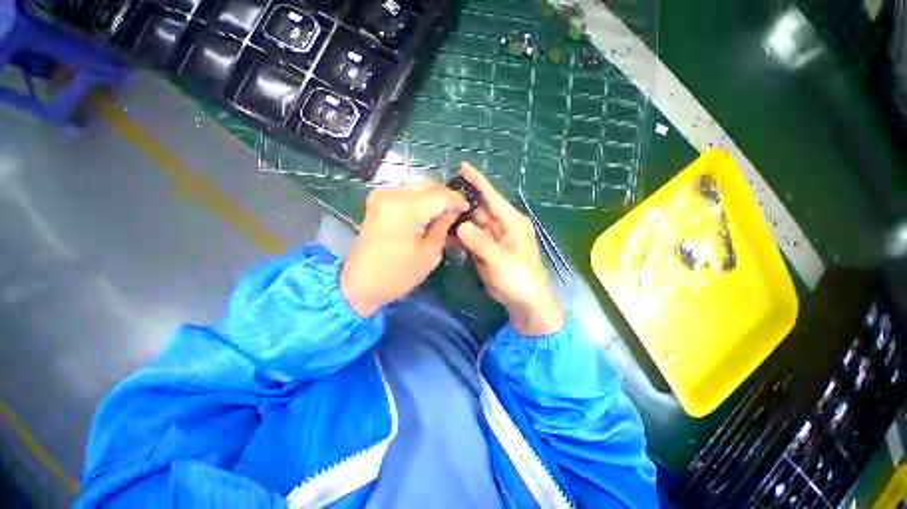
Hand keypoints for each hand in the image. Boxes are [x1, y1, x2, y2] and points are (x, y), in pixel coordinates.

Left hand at [341, 181, 467, 316]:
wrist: (360, 283)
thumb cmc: (397, 275)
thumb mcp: (429, 254)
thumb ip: (443, 226)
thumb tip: (454, 210)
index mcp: (405, 210)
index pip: (440, 195)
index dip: (457, 200)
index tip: (467, 208)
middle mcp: (391, 195)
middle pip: (428, 185)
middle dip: (446, 196)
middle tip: (457, 211)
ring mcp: (381, 195)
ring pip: (418, 186)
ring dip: (433, 197)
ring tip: (444, 213)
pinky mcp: (377, 200)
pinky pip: (407, 193)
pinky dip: (420, 200)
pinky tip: (428, 212)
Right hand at [455, 162, 564, 335]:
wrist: (524, 301)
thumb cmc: (519, 278)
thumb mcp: (500, 260)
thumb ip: (480, 242)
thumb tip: (460, 225)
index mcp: (511, 221)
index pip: (492, 196)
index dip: (478, 181)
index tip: (462, 166)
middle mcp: (502, 225)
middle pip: (479, 208)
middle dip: (462, 201)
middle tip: (439, 196)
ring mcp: (493, 237)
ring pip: (473, 222)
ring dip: (458, 218)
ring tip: (438, 213)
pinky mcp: (486, 249)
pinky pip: (471, 237)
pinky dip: (460, 235)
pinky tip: (446, 233)